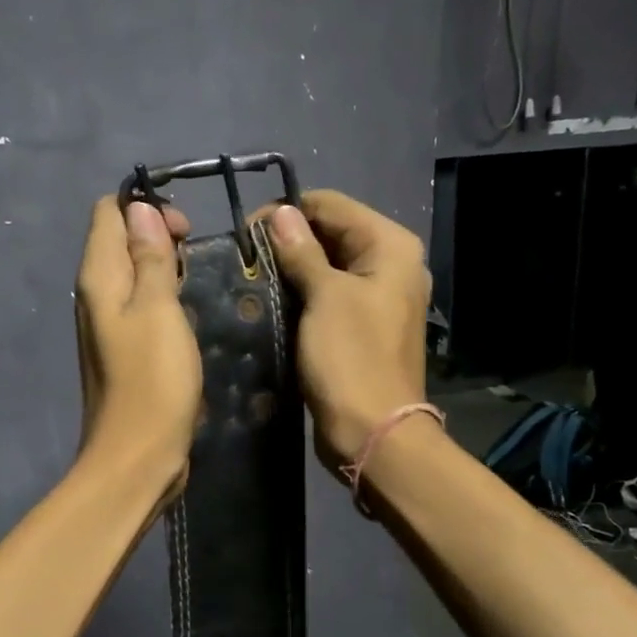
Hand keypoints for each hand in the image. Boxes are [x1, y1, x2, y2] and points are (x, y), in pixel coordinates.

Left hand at [74, 196, 201, 496]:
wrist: (138, 455)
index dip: (144, 208)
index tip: (184, 229)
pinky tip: (186, 312)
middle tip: (193, 254)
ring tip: (193, 280)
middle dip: (157, 234)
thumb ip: (149, 257)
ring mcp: (107, 323)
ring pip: (132, 273)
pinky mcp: (124, 348)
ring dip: (162, 266)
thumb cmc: (152, 380)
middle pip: (119, 240)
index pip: (108, 213)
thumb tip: (139, 211)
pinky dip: (162, 297)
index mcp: (97, 278)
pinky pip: (140, 304)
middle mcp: (95, 295)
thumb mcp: (158, 309)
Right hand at [261, 190, 430, 468]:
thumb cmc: (351, 358)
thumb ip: (302, 250)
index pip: (331, 205)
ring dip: (292, 267)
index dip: (288, 213)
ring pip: (327, 264)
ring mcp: (377, 296)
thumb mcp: (324, 297)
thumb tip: (280, 212)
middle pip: (331, 232)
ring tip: (253, 277)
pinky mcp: (361, 323)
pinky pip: (329, 294)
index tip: (247, 233)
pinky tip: (272, 299)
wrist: (373, 431)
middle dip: (289, 240)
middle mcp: (390, 263)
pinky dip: (303, 292)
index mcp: (390, 246)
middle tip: (247, 258)